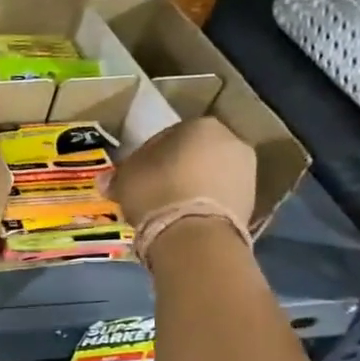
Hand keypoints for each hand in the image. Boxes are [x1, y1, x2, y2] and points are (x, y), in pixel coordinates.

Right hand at [113, 117, 256, 227]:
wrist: (195, 235)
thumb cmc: (156, 192)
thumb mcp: (125, 179)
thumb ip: (118, 175)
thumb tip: (106, 180)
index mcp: (200, 125)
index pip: (166, 136)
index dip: (147, 155)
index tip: (134, 174)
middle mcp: (231, 140)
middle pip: (193, 154)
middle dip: (174, 169)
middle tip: (152, 190)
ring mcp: (247, 171)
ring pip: (208, 175)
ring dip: (191, 186)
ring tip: (168, 208)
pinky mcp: (253, 201)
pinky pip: (219, 197)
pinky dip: (204, 204)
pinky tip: (184, 219)